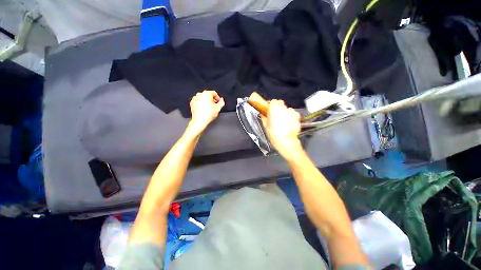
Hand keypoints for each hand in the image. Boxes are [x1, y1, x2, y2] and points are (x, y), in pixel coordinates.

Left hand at [188, 90, 224, 135]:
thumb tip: (222, 100)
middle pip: (208, 95)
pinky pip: (198, 101)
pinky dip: (201, 104)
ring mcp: (195, 98)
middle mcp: (200, 94)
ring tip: (209, 108)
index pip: (214, 93)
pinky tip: (204, 109)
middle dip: (212, 100)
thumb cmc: (208, 115)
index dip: (218, 98)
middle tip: (214, 106)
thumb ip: (221, 102)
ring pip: (203, 98)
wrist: (199, 121)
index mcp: (207, 94)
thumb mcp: (218, 108)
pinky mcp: (192, 102)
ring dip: (207, 101)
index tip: (219, 102)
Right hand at [262, 100, 301, 157]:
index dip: (271, 105)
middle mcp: (283, 108)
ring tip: (283, 121)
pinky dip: (291, 117)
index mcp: (274, 108)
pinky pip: (293, 114)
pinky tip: (289, 124)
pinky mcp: (297, 116)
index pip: (273, 101)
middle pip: (280, 103)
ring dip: (284, 112)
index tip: (269, 110)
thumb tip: (262, 114)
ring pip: (287, 109)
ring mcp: (291, 112)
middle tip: (275, 116)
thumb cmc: (273, 134)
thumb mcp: (265, 126)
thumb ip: (264, 117)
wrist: (286, 141)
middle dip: (278, 108)